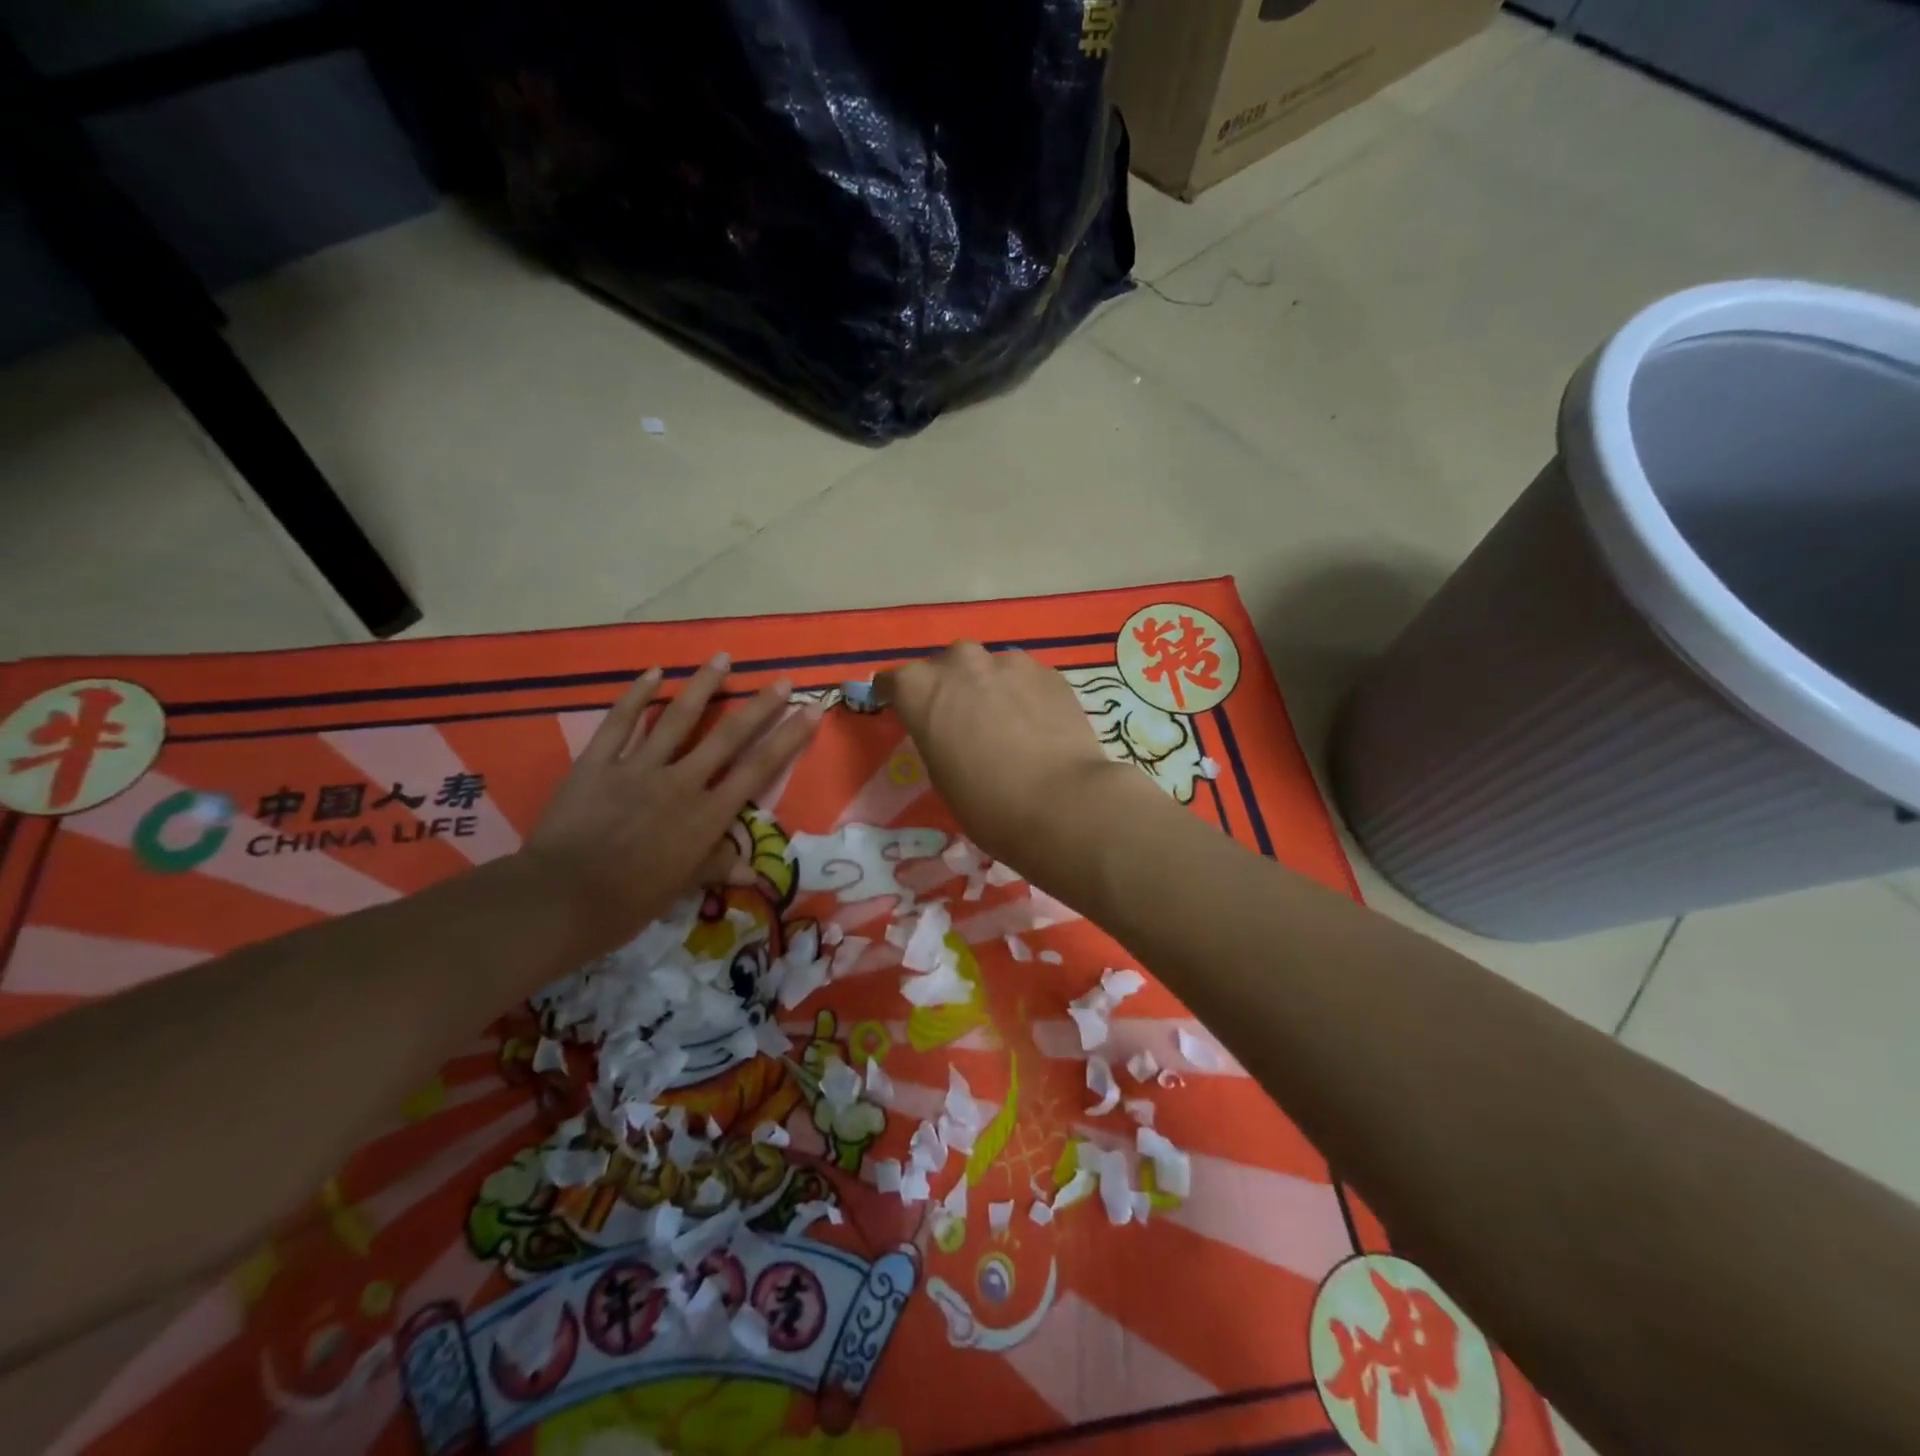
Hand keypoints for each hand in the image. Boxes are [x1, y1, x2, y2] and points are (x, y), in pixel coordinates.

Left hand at [523, 655, 822, 961]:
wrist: (562, 899)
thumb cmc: (629, 902)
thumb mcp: (682, 887)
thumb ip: (716, 866)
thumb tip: (752, 868)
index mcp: (707, 815)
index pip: (758, 769)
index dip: (788, 738)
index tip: (810, 710)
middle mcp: (682, 782)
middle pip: (728, 736)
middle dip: (759, 706)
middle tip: (782, 679)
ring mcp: (638, 768)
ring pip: (677, 719)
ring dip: (703, 686)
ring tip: (723, 658)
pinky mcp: (598, 763)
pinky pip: (620, 723)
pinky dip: (635, 696)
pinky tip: (653, 672)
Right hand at [883, 643, 1123, 862]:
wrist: (1061, 802)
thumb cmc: (986, 803)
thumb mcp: (941, 775)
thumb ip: (937, 738)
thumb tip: (951, 732)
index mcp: (920, 688)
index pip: (893, 682)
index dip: (896, 697)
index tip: (902, 710)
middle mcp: (960, 662)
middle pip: (944, 666)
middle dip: (948, 687)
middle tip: (960, 720)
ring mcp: (1008, 662)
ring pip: (988, 668)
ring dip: (989, 687)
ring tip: (1004, 722)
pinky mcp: (1048, 672)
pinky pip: (1024, 678)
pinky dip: (1023, 694)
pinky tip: (1036, 725)